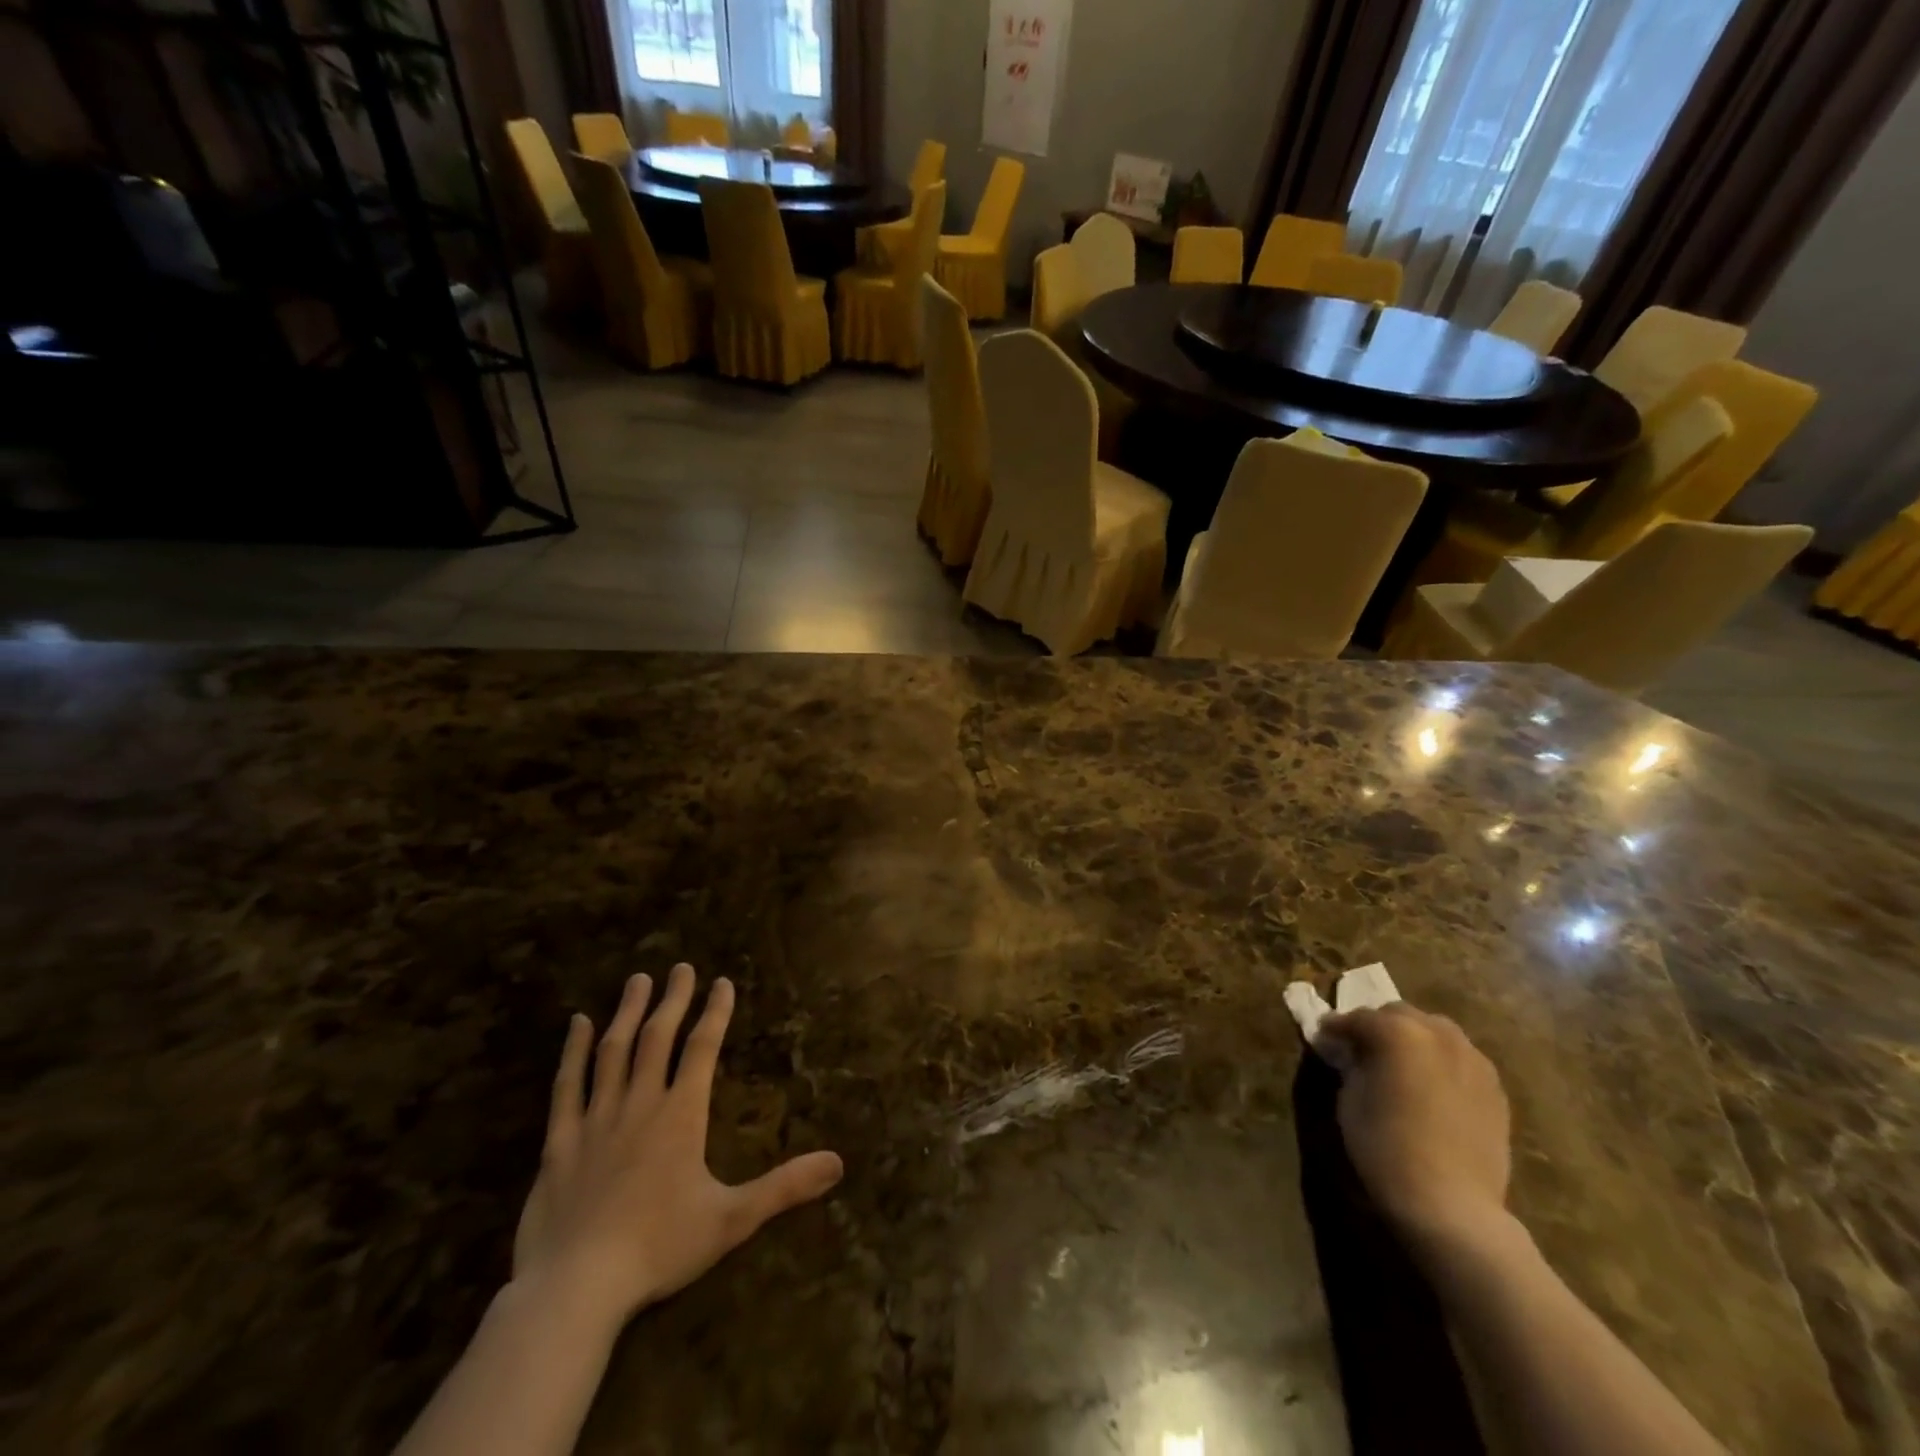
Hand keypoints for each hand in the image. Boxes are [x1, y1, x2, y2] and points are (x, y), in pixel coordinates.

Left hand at [511, 964, 843, 1327]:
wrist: (575, 1289)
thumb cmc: (658, 1249)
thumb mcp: (732, 1220)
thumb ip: (785, 1187)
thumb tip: (839, 1162)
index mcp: (681, 1115)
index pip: (702, 1049)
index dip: (715, 1012)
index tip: (722, 982)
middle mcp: (640, 1104)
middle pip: (658, 1038)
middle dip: (673, 999)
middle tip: (681, 966)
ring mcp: (596, 1120)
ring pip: (614, 1051)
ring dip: (628, 1012)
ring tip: (638, 980)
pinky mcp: (560, 1142)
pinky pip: (567, 1085)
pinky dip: (573, 1051)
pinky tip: (577, 1024)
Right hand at [1316, 1004, 1511, 1254]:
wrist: (1451, 1204)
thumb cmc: (1385, 1147)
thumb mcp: (1349, 1098)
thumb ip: (1353, 1064)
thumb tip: (1352, 1054)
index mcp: (1397, 1031)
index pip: (1357, 1018)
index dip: (1336, 1028)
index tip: (1325, 1039)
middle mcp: (1438, 1033)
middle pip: (1400, 1015)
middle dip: (1379, 1027)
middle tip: (1363, 1050)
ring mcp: (1473, 1059)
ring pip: (1436, 1032)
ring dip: (1414, 1040)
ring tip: (1401, 1066)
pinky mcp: (1494, 1088)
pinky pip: (1460, 1060)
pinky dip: (1441, 1063)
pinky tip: (1431, 1088)